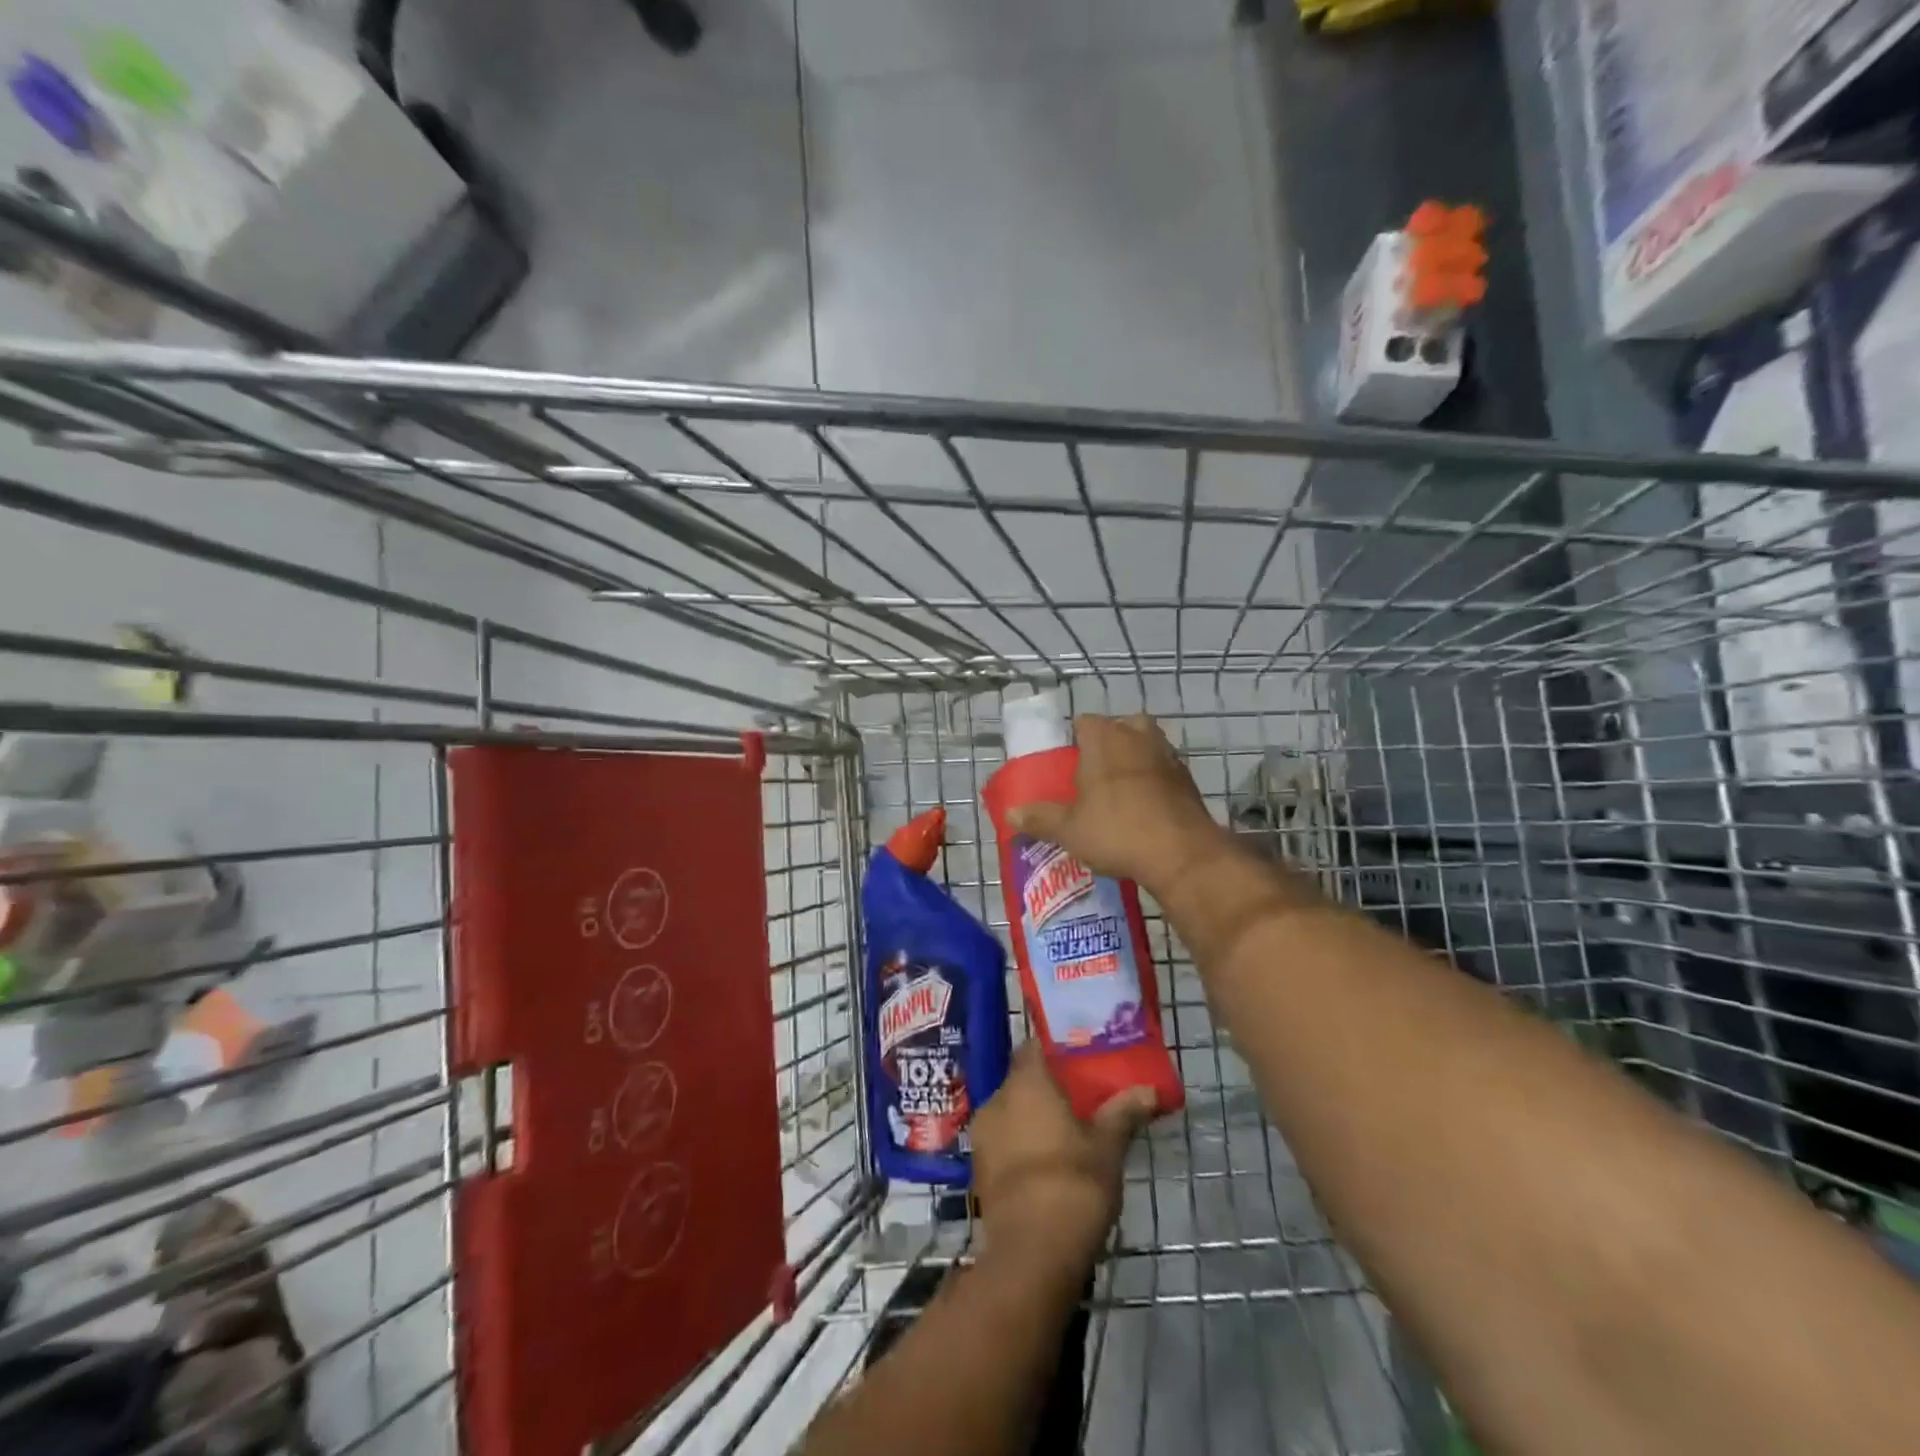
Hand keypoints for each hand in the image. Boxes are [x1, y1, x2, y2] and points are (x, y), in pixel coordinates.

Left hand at [972, 1044, 1156, 1271]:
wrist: (1031, 1257)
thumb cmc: (1073, 1185)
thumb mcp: (1108, 1147)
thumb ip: (1124, 1112)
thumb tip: (1148, 1089)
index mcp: (1025, 1083)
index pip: (1034, 1047)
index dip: (1056, 1049)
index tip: (1080, 1057)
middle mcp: (996, 1100)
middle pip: (1023, 1080)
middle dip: (1048, 1087)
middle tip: (1080, 1098)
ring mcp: (983, 1135)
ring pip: (1012, 1112)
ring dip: (1034, 1118)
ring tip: (1067, 1132)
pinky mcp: (979, 1169)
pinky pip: (1004, 1141)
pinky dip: (1023, 1144)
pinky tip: (1048, 1163)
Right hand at [1005, 713, 1222, 895]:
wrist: (1181, 854)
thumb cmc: (1116, 831)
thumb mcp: (1069, 829)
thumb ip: (1039, 818)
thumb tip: (1010, 814)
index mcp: (1104, 737)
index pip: (1083, 722)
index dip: (1074, 740)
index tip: (1067, 765)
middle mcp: (1137, 735)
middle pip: (1120, 728)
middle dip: (1109, 745)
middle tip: (1094, 775)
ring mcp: (1168, 754)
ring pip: (1146, 746)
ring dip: (1135, 761)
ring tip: (1119, 793)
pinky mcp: (1189, 778)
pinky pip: (1164, 771)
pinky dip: (1155, 782)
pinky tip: (1146, 809)